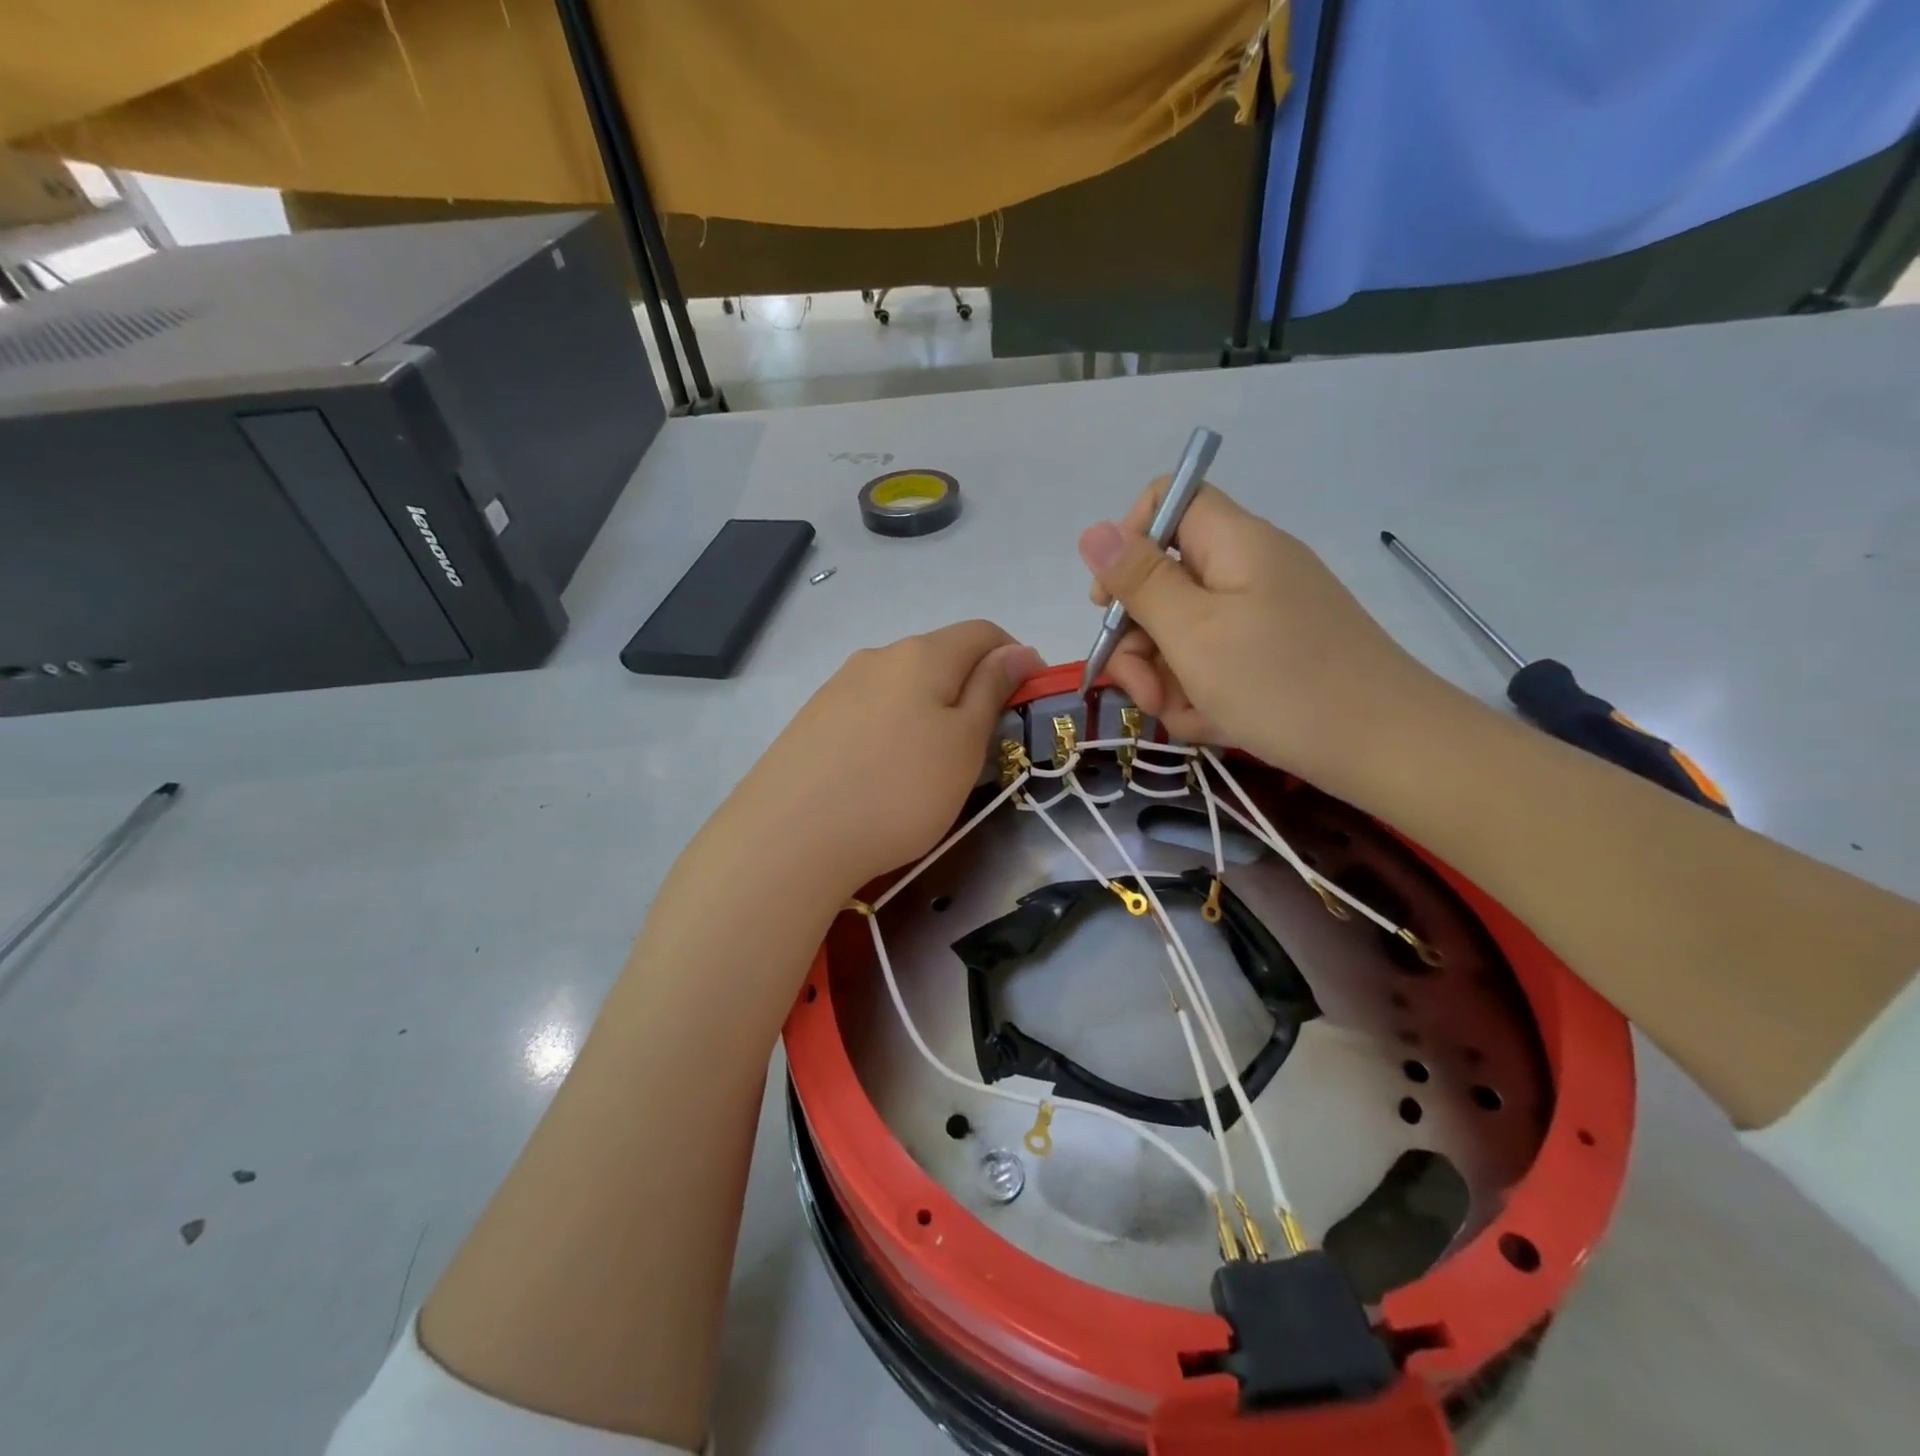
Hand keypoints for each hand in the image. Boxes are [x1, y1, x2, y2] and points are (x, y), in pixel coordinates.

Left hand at [728, 622, 1043, 891]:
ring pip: (902, 685)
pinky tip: (882, 772)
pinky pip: (869, 710)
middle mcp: (877, 656)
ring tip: (930, 766)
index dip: (1015, 658)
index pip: (984, 632)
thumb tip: (1018, 650)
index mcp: (922, 653)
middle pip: (940, 656)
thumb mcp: (964, 743)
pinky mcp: (812, 720)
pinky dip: (892, 728)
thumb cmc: (899, 790)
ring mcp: (838, 686)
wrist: (789, 838)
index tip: (1026, 703)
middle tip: (982, 745)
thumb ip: (992, 689)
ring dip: (930, 710)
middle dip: (971, 688)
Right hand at [1078, 483, 1442, 792]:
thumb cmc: (1282, 684)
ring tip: (1185, 718)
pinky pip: (1215, 664)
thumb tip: (1092, 530)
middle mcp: (1248, 570)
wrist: (1388, 750)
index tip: (1109, 603)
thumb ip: (1139, 582)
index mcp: (1233, 544)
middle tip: (1142, 691)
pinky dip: (1203, 695)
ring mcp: (1263, 616)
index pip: (1168, 501)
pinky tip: (1213, 726)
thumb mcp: (1194, 633)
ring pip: (1184, 633)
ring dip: (1167, 679)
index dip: (1127, 542)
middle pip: (1165, 581)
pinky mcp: (1273, 656)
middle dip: (1140, 640)